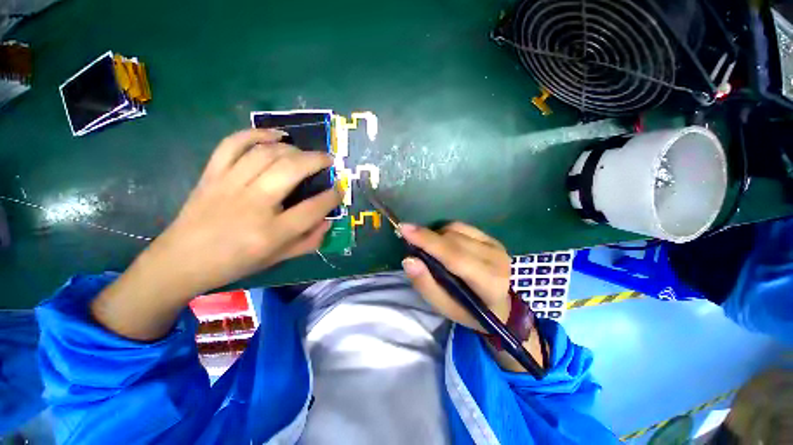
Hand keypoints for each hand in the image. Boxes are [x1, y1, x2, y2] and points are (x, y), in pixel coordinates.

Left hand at [92, 129, 341, 340]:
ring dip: (293, 148)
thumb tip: (328, 221)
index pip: (313, 208)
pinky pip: (234, 144)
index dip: (332, 196)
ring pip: (267, 153)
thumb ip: (309, 241)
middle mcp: (253, 204)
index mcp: (272, 232)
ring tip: (304, 152)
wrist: (182, 261)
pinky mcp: (212, 175)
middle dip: (317, 160)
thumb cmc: (235, 264)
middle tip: (328, 160)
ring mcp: (230, 185)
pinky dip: (256, 134)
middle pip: (291, 170)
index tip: (339, 189)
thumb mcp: (278, 259)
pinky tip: (275, 136)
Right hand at [400, 222, 511, 331]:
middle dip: (427, 237)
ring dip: (437, 235)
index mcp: (488, 283)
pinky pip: (462, 226)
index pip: (455, 256)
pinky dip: (446, 231)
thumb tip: (409, 259)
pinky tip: (444, 243)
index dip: (428, 241)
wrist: (499, 306)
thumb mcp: (444, 307)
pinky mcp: (492, 238)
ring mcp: (496, 246)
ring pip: (456, 229)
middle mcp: (496, 260)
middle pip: (453, 240)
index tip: (404, 229)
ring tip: (431, 249)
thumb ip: (425, 284)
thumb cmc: (468, 310)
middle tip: (411, 241)